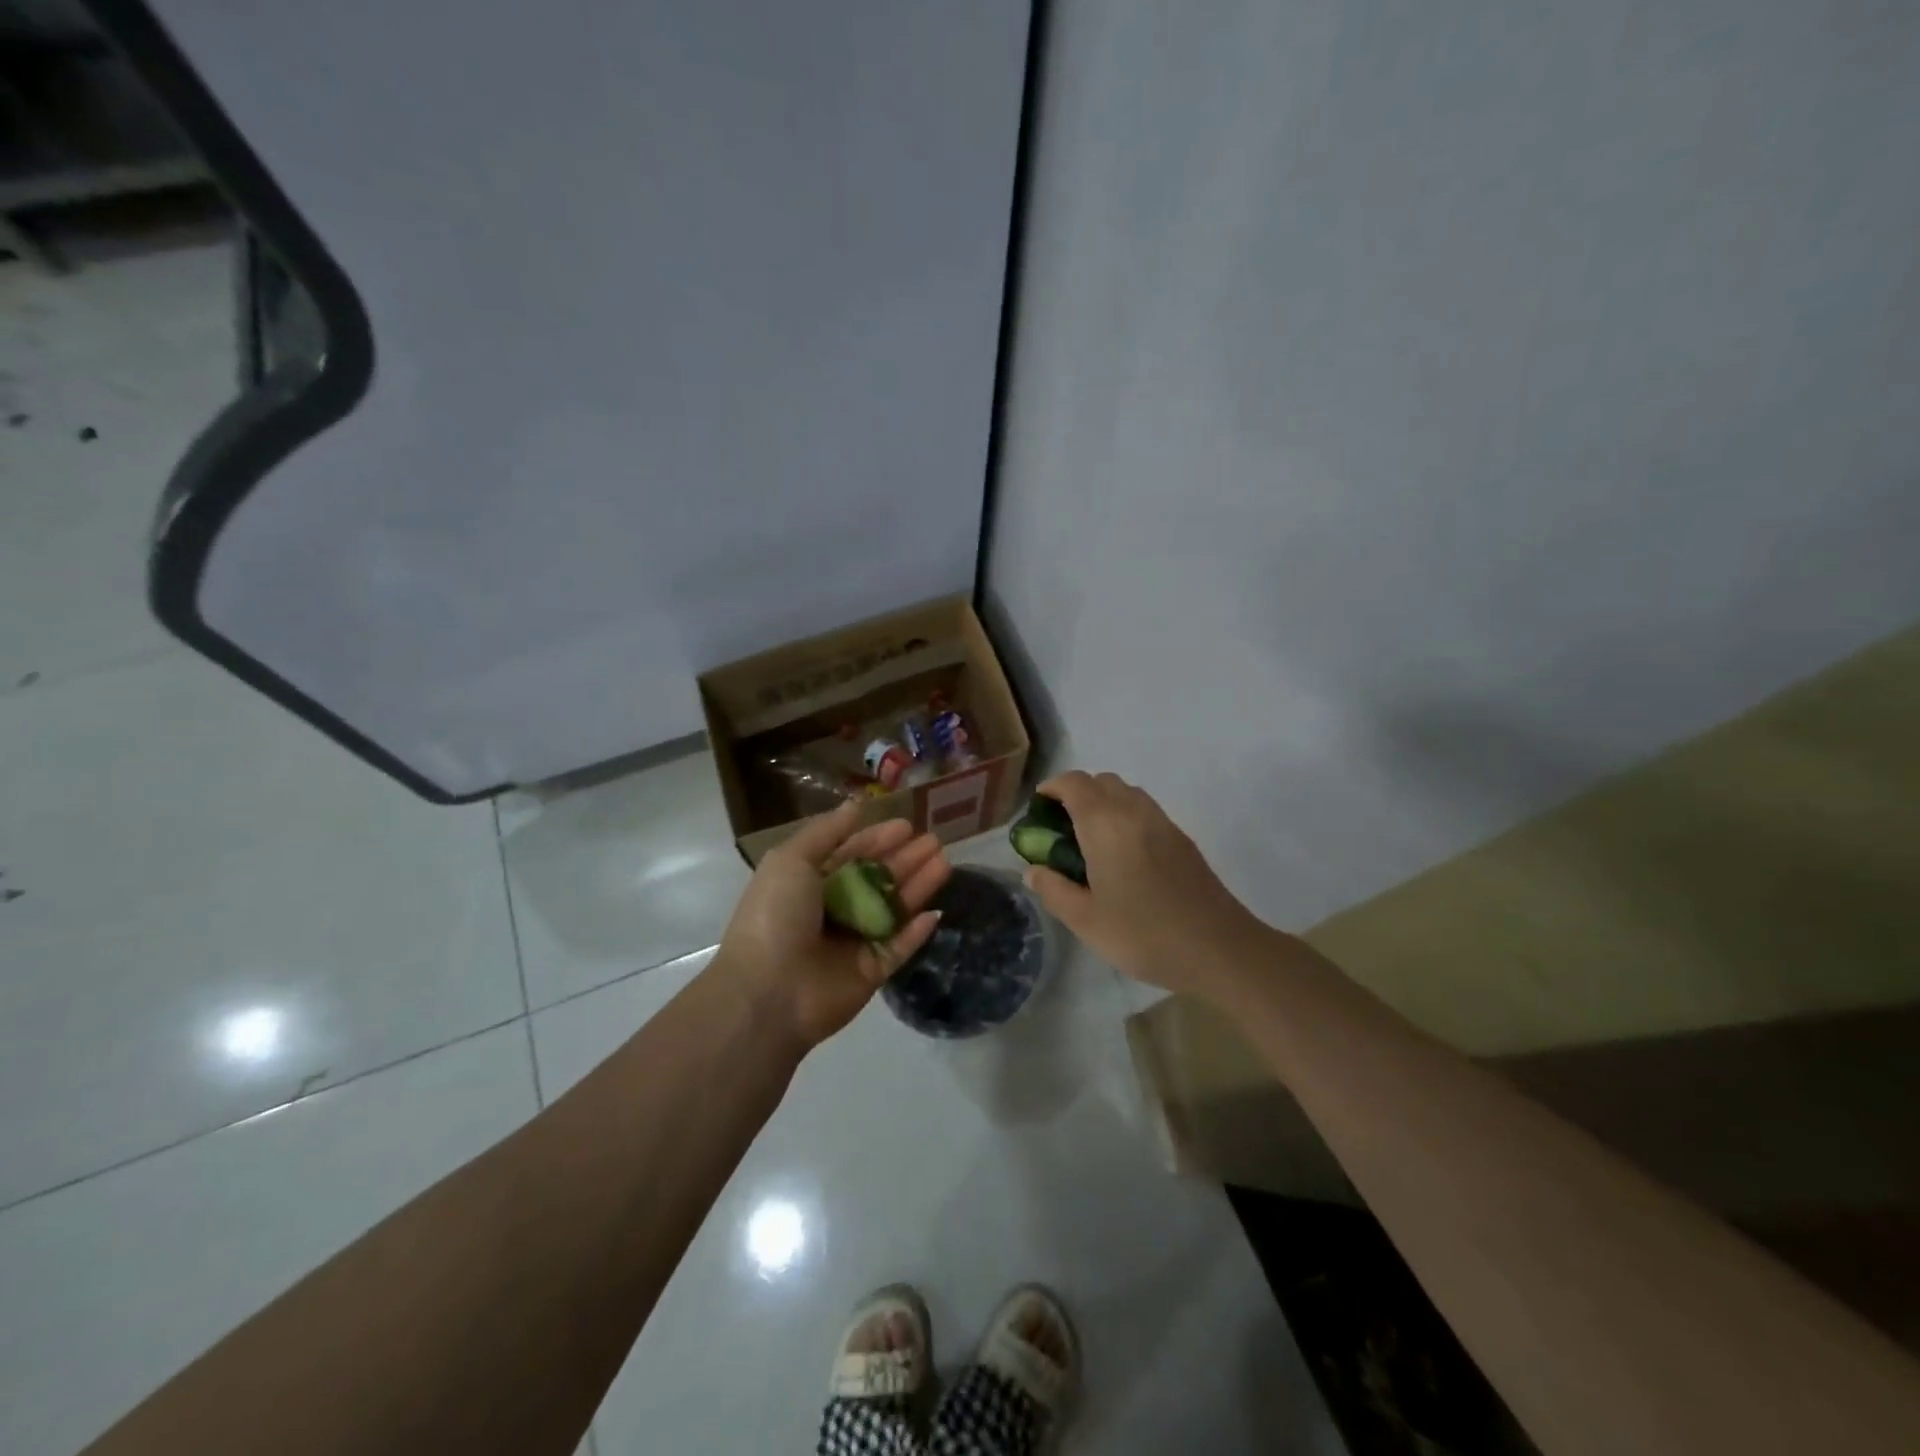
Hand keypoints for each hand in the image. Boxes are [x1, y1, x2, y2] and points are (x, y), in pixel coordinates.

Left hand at [713, 799, 950, 1048]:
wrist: (767, 993)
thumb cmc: (775, 916)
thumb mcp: (791, 860)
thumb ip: (825, 832)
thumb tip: (855, 805)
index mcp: (809, 884)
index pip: (850, 854)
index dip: (878, 839)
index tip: (907, 825)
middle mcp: (833, 910)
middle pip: (877, 879)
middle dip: (905, 859)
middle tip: (935, 841)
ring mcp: (853, 943)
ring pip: (893, 910)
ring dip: (918, 886)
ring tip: (944, 863)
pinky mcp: (870, 973)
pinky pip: (899, 948)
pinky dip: (916, 931)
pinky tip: (935, 912)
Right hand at [1023, 770, 1270, 998]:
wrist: (1220, 949)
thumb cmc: (1145, 934)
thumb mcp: (1086, 921)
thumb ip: (1054, 890)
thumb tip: (1033, 871)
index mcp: (1106, 824)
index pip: (1074, 783)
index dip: (1052, 788)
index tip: (1038, 810)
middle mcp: (1135, 812)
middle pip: (1101, 781)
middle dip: (1077, 794)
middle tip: (1061, 829)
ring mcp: (1163, 823)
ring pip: (1127, 793)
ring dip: (1104, 804)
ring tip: (1091, 843)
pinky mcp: (1182, 839)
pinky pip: (1146, 811)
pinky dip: (1126, 817)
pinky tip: (1123, 858)